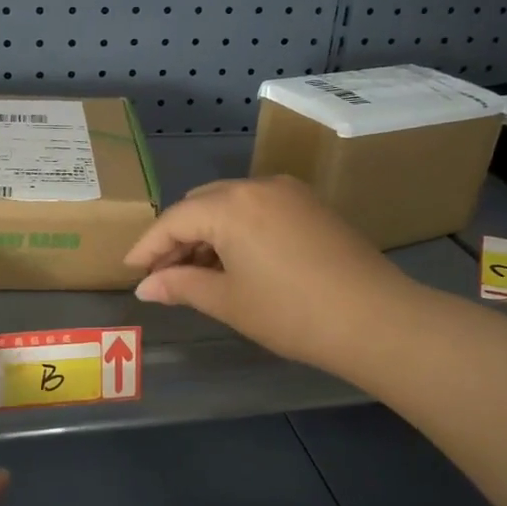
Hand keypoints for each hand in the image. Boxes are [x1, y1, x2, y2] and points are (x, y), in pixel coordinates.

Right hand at [124, 175, 410, 369]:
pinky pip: (259, 209)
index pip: (174, 219)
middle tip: (164, 275)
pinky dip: (238, 230)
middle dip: (178, 237)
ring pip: (231, 204)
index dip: (148, 246)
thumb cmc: (291, 313)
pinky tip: (236, 261)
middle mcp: (258, 186)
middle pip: (202, 204)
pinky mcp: (312, 206)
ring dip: (208, 233)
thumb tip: (146, 286)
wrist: (375, 319)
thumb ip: (181, 286)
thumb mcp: (228, 302)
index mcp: (231, 205)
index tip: (131, 269)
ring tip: (197, 273)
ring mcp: (290, 193)